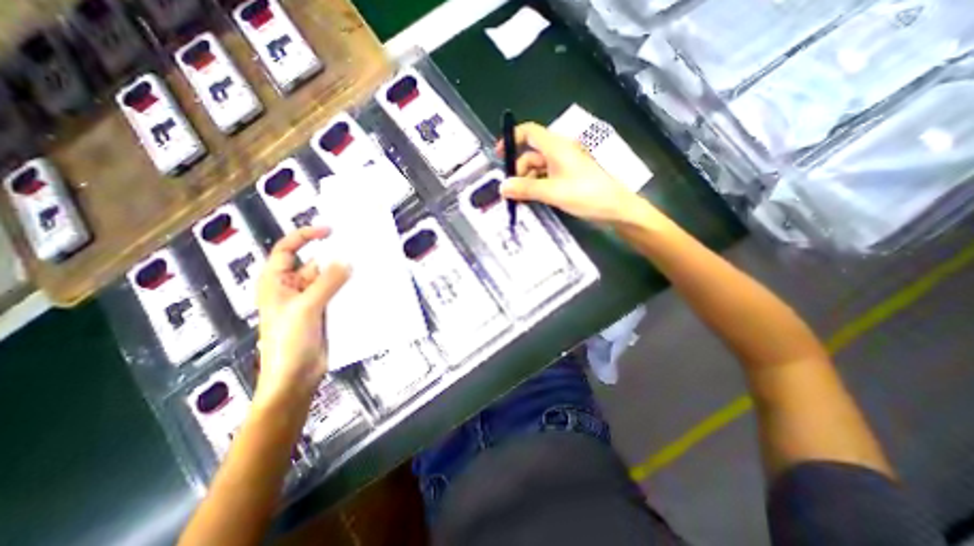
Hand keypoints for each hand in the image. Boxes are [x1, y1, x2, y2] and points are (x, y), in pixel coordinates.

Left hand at [256, 225, 351, 400]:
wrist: (296, 378)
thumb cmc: (289, 342)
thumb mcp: (305, 308)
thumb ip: (326, 283)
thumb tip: (347, 261)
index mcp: (277, 283)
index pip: (286, 250)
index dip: (305, 236)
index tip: (329, 231)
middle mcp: (295, 288)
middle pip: (315, 265)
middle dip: (335, 257)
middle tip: (360, 249)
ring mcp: (313, 301)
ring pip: (332, 280)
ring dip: (347, 274)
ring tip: (369, 265)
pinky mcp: (328, 312)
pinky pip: (341, 294)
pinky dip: (352, 289)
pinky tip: (368, 285)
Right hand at [498, 122, 657, 226]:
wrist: (616, 208)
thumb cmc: (586, 195)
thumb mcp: (553, 192)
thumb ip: (526, 189)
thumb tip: (502, 187)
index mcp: (556, 147)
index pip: (529, 132)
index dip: (512, 139)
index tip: (499, 156)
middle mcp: (559, 152)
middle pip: (531, 154)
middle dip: (518, 170)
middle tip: (509, 191)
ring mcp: (564, 166)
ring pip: (537, 169)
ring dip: (526, 182)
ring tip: (519, 200)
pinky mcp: (567, 178)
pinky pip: (546, 178)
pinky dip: (536, 187)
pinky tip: (531, 200)